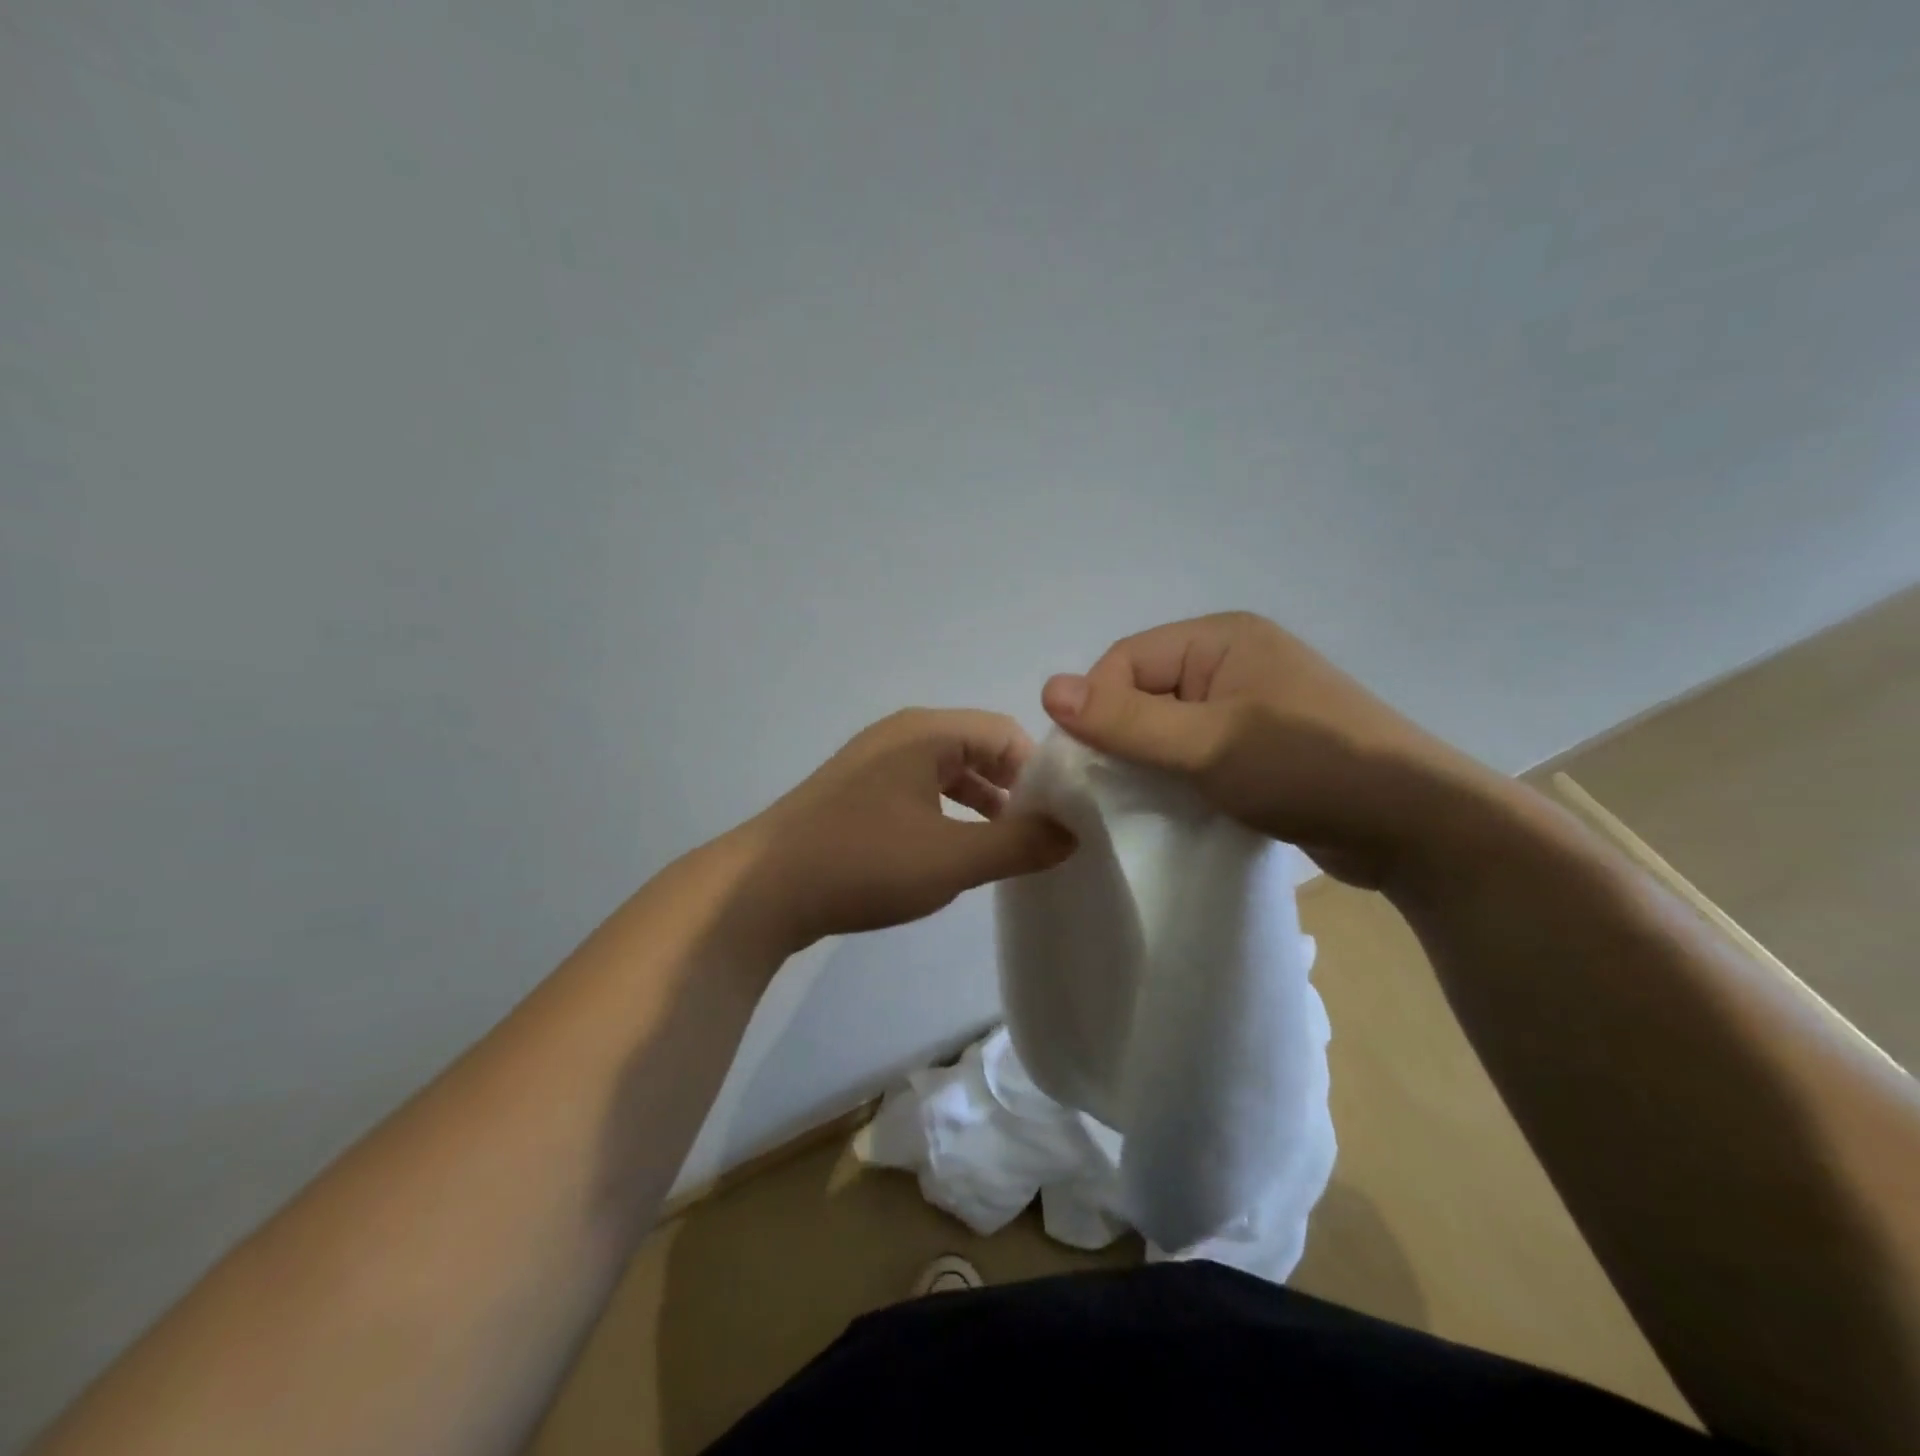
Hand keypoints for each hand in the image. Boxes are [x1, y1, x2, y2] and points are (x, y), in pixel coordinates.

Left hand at [737, 708, 1075, 952]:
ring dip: (980, 806)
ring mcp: (872, 764)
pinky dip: (946, 816)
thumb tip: (1073, 832)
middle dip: (1012, 790)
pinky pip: (918, 793)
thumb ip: (1020, 844)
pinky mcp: (855, 795)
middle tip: (1037, 836)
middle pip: (977, 750)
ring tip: (1002, 849)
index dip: (1039, 772)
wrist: (761, 891)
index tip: (1060, 817)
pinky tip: (951, 854)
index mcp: (926, 732)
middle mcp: (900, 736)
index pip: (1005, 733)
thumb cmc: (864, 862)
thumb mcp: (953, 857)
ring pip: (947, 774)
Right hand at [1040, 612, 1496, 887]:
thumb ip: (1127, 720)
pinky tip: (1176, 805)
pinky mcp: (1258, 744)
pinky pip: (1194, 750)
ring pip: (1167, 725)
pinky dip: (1177, 775)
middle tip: (1116, 789)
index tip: (1096, 765)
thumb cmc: (1307, 768)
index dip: (1099, 708)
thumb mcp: (1207, 744)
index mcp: (1220, 638)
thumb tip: (1047, 688)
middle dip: (1123, 737)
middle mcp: (1231, 660)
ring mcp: (1248, 703)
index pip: (1125, 660)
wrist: (1413, 826)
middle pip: (1143, 691)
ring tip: (1146, 800)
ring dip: (1149, 761)